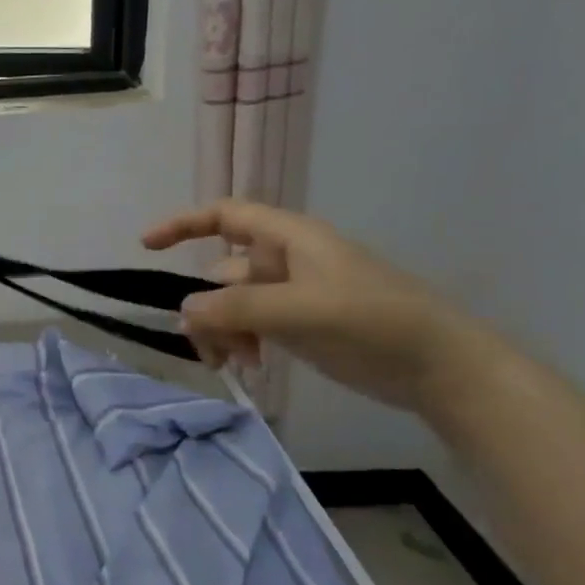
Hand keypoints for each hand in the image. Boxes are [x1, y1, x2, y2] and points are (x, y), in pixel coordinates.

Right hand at [142, 200, 499, 415]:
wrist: (440, 367)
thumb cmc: (373, 322)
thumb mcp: (300, 311)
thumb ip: (237, 308)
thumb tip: (184, 311)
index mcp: (289, 239)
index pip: (225, 216)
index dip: (183, 225)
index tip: (145, 246)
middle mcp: (285, 261)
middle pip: (221, 273)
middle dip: (206, 306)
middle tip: (207, 345)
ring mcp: (292, 294)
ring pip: (233, 305)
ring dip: (222, 331)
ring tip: (233, 364)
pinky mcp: (300, 324)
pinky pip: (251, 326)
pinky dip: (241, 343)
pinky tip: (250, 367)